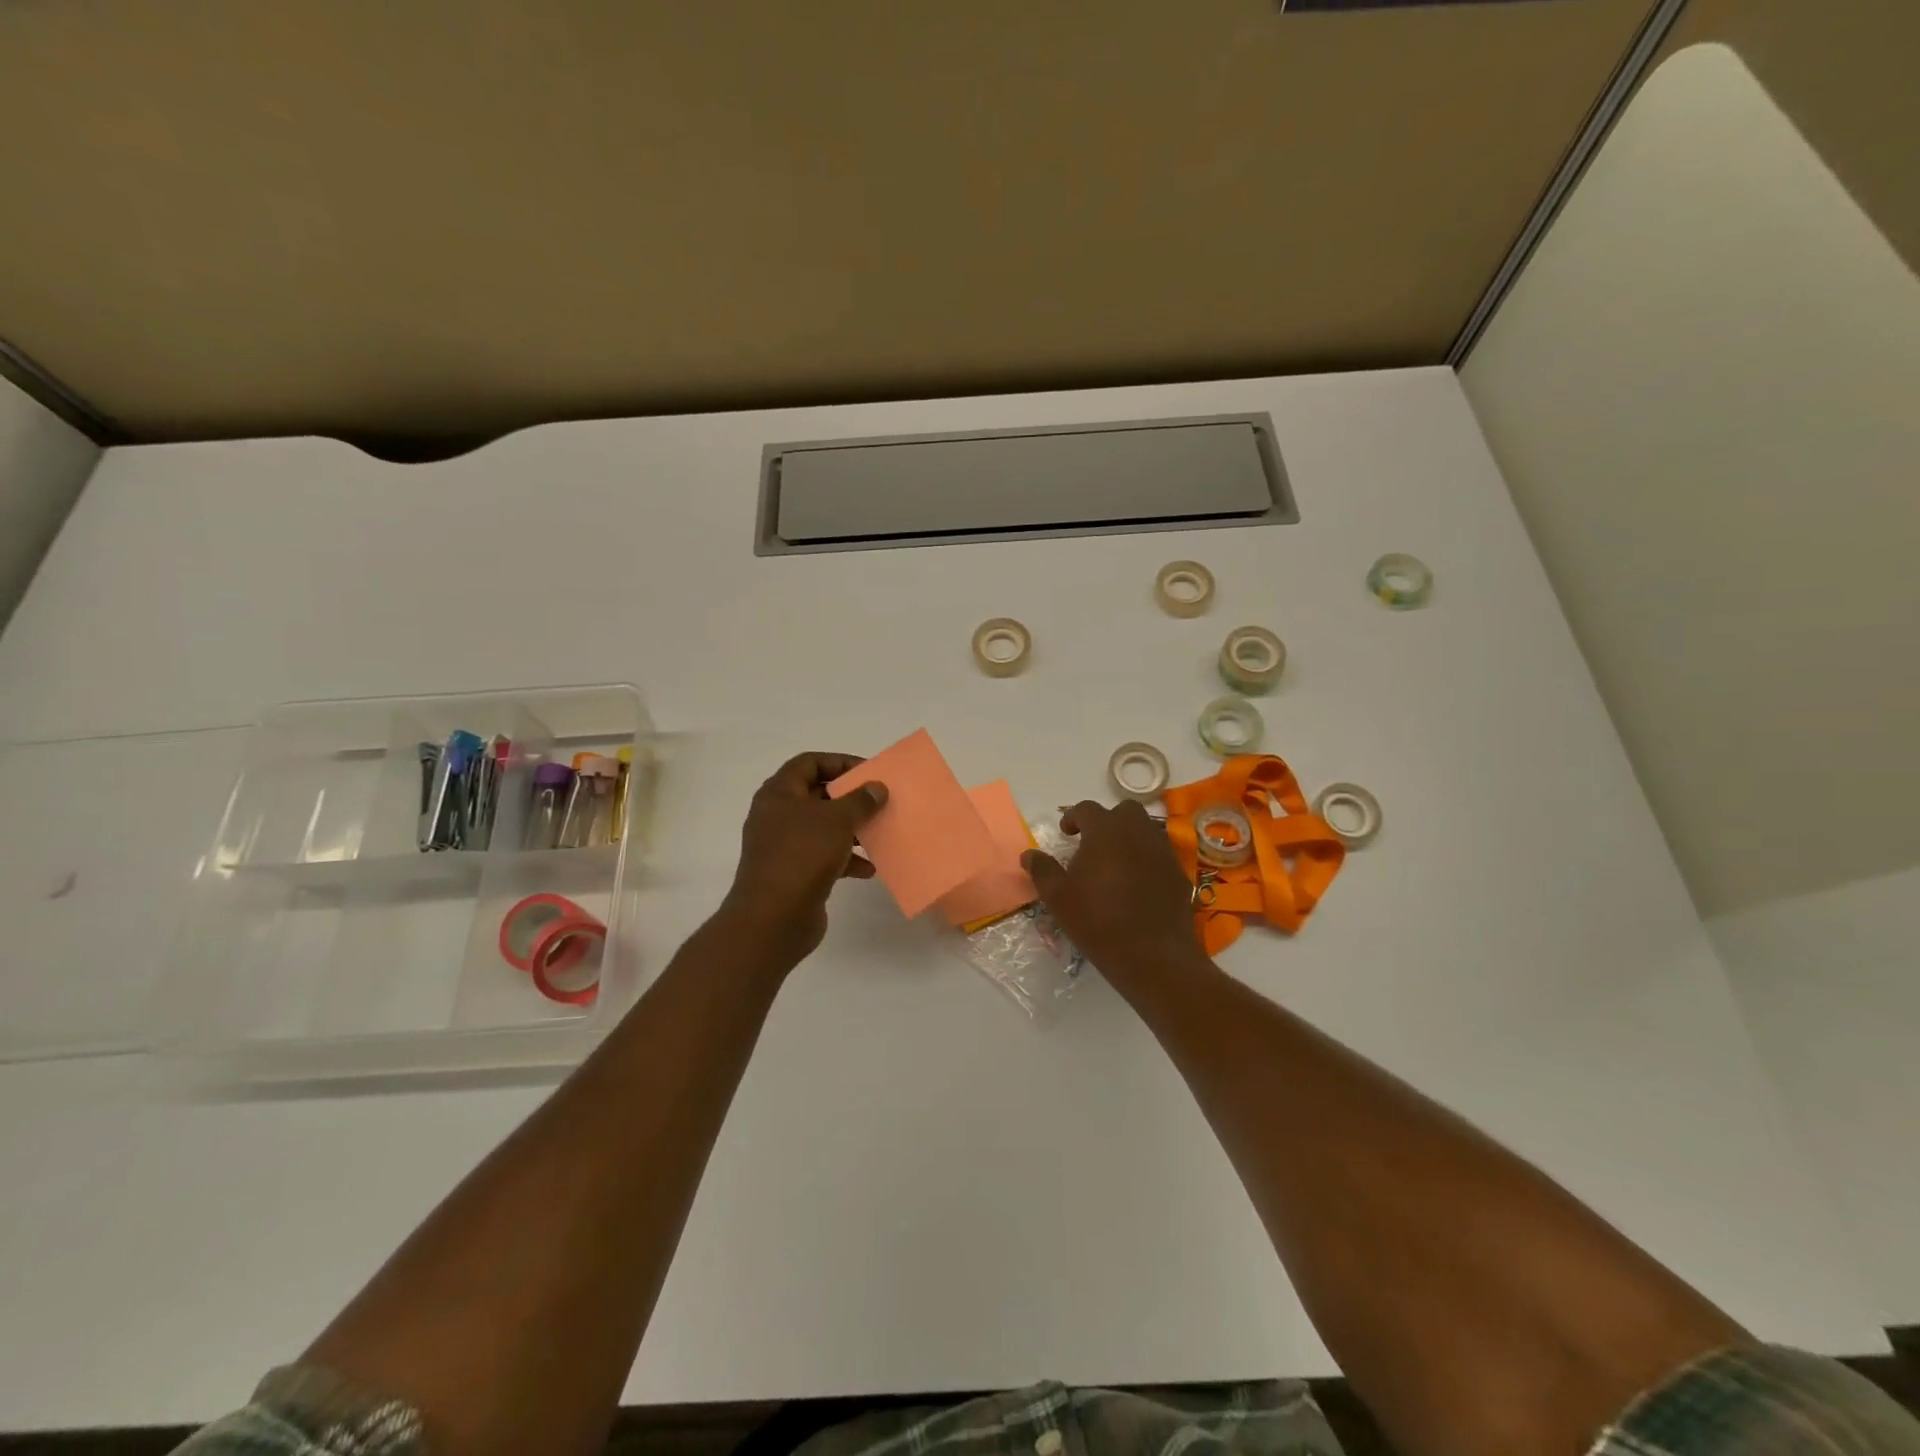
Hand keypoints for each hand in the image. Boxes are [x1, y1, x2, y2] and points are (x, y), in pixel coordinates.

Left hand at [719, 752, 887, 973]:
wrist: (773, 918)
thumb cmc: (802, 855)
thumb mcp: (837, 820)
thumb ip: (860, 800)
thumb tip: (876, 787)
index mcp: (779, 794)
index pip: (809, 763)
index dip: (839, 762)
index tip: (868, 772)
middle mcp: (777, 816)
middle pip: (817, 795)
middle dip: (850, 799)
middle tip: (878, 801)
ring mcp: (784, 846)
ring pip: (823, 828)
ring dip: (851, 830)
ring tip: (879, 833)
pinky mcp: (794, 873)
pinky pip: (824, 857)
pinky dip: (846, 859)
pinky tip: (868, 869)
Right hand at [1022, 800, 1199, 981]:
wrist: (1154, 955)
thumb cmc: (1098, 921)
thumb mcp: (1058, 898)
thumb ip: (1042, 870)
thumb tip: (1029, 854)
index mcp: (1105, 831)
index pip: (1087, 809)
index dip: (1073, 817)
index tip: (1065, 833)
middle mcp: (1137, 832)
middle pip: (1124, 811)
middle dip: (1107, 821)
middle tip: (1093, 844)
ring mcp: (1163, 851)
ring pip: (1145, 830)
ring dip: (1129, 838)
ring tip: (1114, 863)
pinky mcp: (1179, 873)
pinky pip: (1160, 854)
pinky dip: (1146, 859)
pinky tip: (1137, 884)